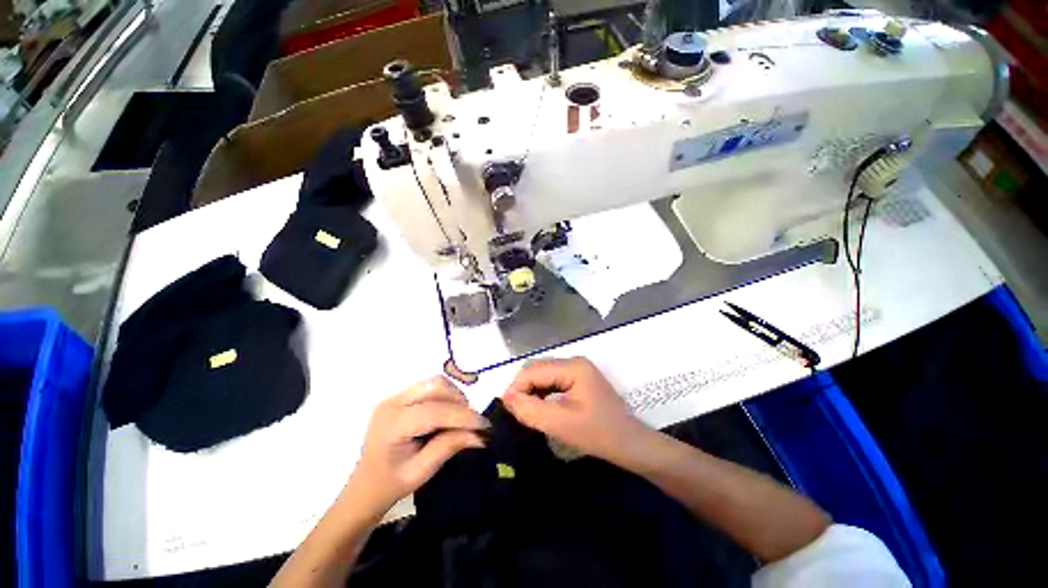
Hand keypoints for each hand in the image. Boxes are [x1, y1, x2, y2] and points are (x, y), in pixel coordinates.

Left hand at [345, 377, 488, 515]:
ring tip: (461, 418)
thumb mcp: (422, 471)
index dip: (463, 416)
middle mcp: (392, 402)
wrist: (365, 486)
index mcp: (392, 424)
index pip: (435, 411)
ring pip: (435, 382)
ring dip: (454, 396)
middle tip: (472, 422)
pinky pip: (430, 387)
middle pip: (436, 386)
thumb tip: (481, 435)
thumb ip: (450, 446)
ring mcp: (395, 396)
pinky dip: (446, 396)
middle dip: (460, 402)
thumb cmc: (391, 484)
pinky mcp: (400, 396)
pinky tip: (448, 413)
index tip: (485, 425)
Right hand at [501, 358, 651, 467]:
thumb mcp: (561, 424)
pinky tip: (539, 408)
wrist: (631, 445)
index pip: (533, 370)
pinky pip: (552, 381)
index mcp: (572, 366)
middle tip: (516, 412)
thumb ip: (531, 410)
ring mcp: (577, 370)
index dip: (516, 388)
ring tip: (526, 412)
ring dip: (531, 391)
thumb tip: (505, 398)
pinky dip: (542, 393)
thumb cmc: (599, 434)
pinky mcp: (578, 379)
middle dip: (523, 388)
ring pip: (543, 375)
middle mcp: (573, 362)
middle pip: (537, 369)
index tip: (507, 410)